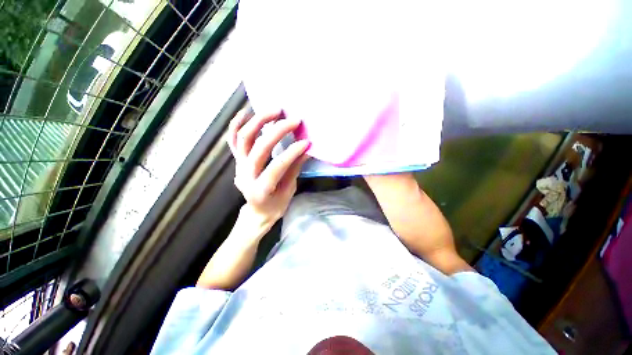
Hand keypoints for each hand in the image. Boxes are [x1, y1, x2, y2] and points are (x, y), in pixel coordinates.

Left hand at [228, 109, 309, 228]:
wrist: (257, 211)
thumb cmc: (275, 205)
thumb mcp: (289, 191)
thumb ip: (294, 169)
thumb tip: (305, 150)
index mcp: (261, 189)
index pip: (277, 166)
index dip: (292, 152)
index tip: (306, 142)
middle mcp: (246, 175)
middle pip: (259, 148)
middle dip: (278, 131)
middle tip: (293, 120)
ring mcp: (239, 166)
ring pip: (244, 138)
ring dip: (259, 121)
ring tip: (275, 110)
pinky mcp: (237, 160)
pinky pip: (233, 139)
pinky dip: (237, 124)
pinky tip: (246, 112)